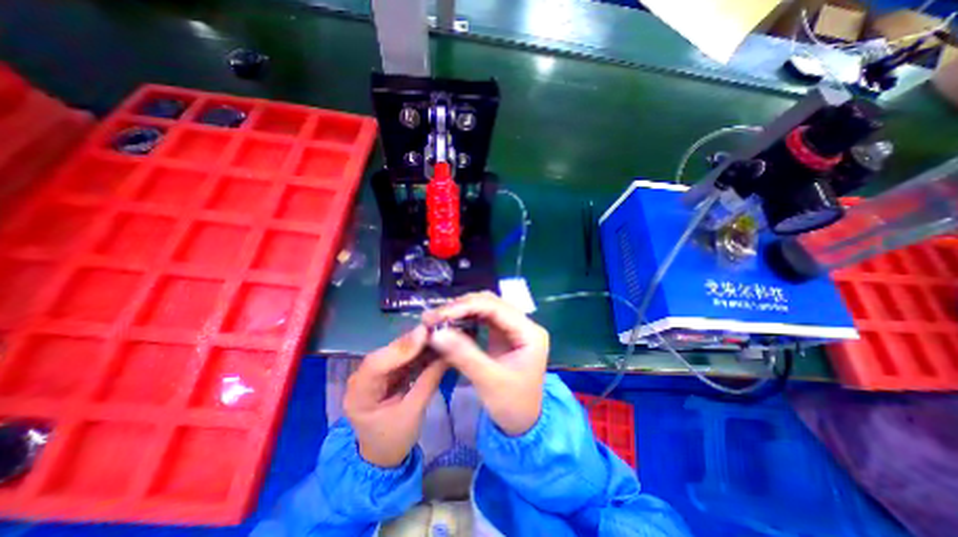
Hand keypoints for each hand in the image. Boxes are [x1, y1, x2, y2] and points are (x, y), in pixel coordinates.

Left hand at [346, 325, 450, 467]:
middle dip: (414, 341)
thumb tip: (447, 355)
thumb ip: (428, 381)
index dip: (402, 347)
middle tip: (438, 329)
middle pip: (388, 352)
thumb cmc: (394, 439)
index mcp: (359, 394)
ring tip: (441, 334)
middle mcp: (363, 377)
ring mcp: (375, 373)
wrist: (384, 455)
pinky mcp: (387, 372)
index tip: (425, 334)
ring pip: (398, 351)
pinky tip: (435, 345)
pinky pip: (405, 357)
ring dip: (420, 343)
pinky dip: (421, 351)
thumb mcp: (413, 413)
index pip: (377, 364)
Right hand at [424, 293, 549, 435]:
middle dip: (461, 307)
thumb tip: (435, 333)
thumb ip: (463, 354)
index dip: (465, 307)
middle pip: (490, 303)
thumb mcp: (488, 381)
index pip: (495, 307)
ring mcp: (514, 327)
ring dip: (462, 310)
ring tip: (438, 319)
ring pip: (486, 307)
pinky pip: (483, 318)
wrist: (523, 423)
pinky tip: (451, 323)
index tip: (438, 315)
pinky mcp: (504, 333)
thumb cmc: (511, 405)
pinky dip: (465, 318)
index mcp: (530, 332)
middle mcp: (524, 324)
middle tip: (433, 317)